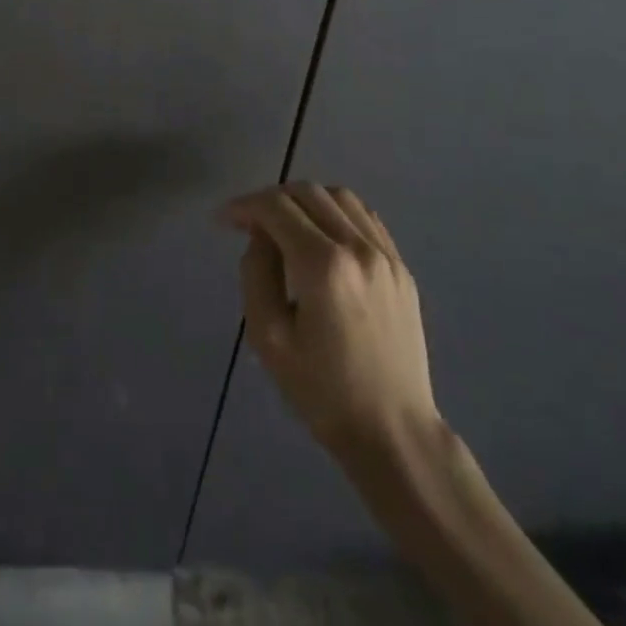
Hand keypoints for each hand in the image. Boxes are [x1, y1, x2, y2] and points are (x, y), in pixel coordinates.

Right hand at [219, 183, 441, 457]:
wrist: (394, 433)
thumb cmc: (323, 392)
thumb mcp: (268, 338)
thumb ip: (256, 273)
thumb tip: (260, 236)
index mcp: (323, 266)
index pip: (276, 207)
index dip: (245, 206)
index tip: (224, 219)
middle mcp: (358, 248)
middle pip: (307, 192)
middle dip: (271, 198)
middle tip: (249, 222)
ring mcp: (385, 255)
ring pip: (339, 196)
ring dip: (305, 199)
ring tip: (285, 224)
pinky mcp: (401, 268)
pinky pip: (365, 217)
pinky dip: (336, 211)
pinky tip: (322, 234)